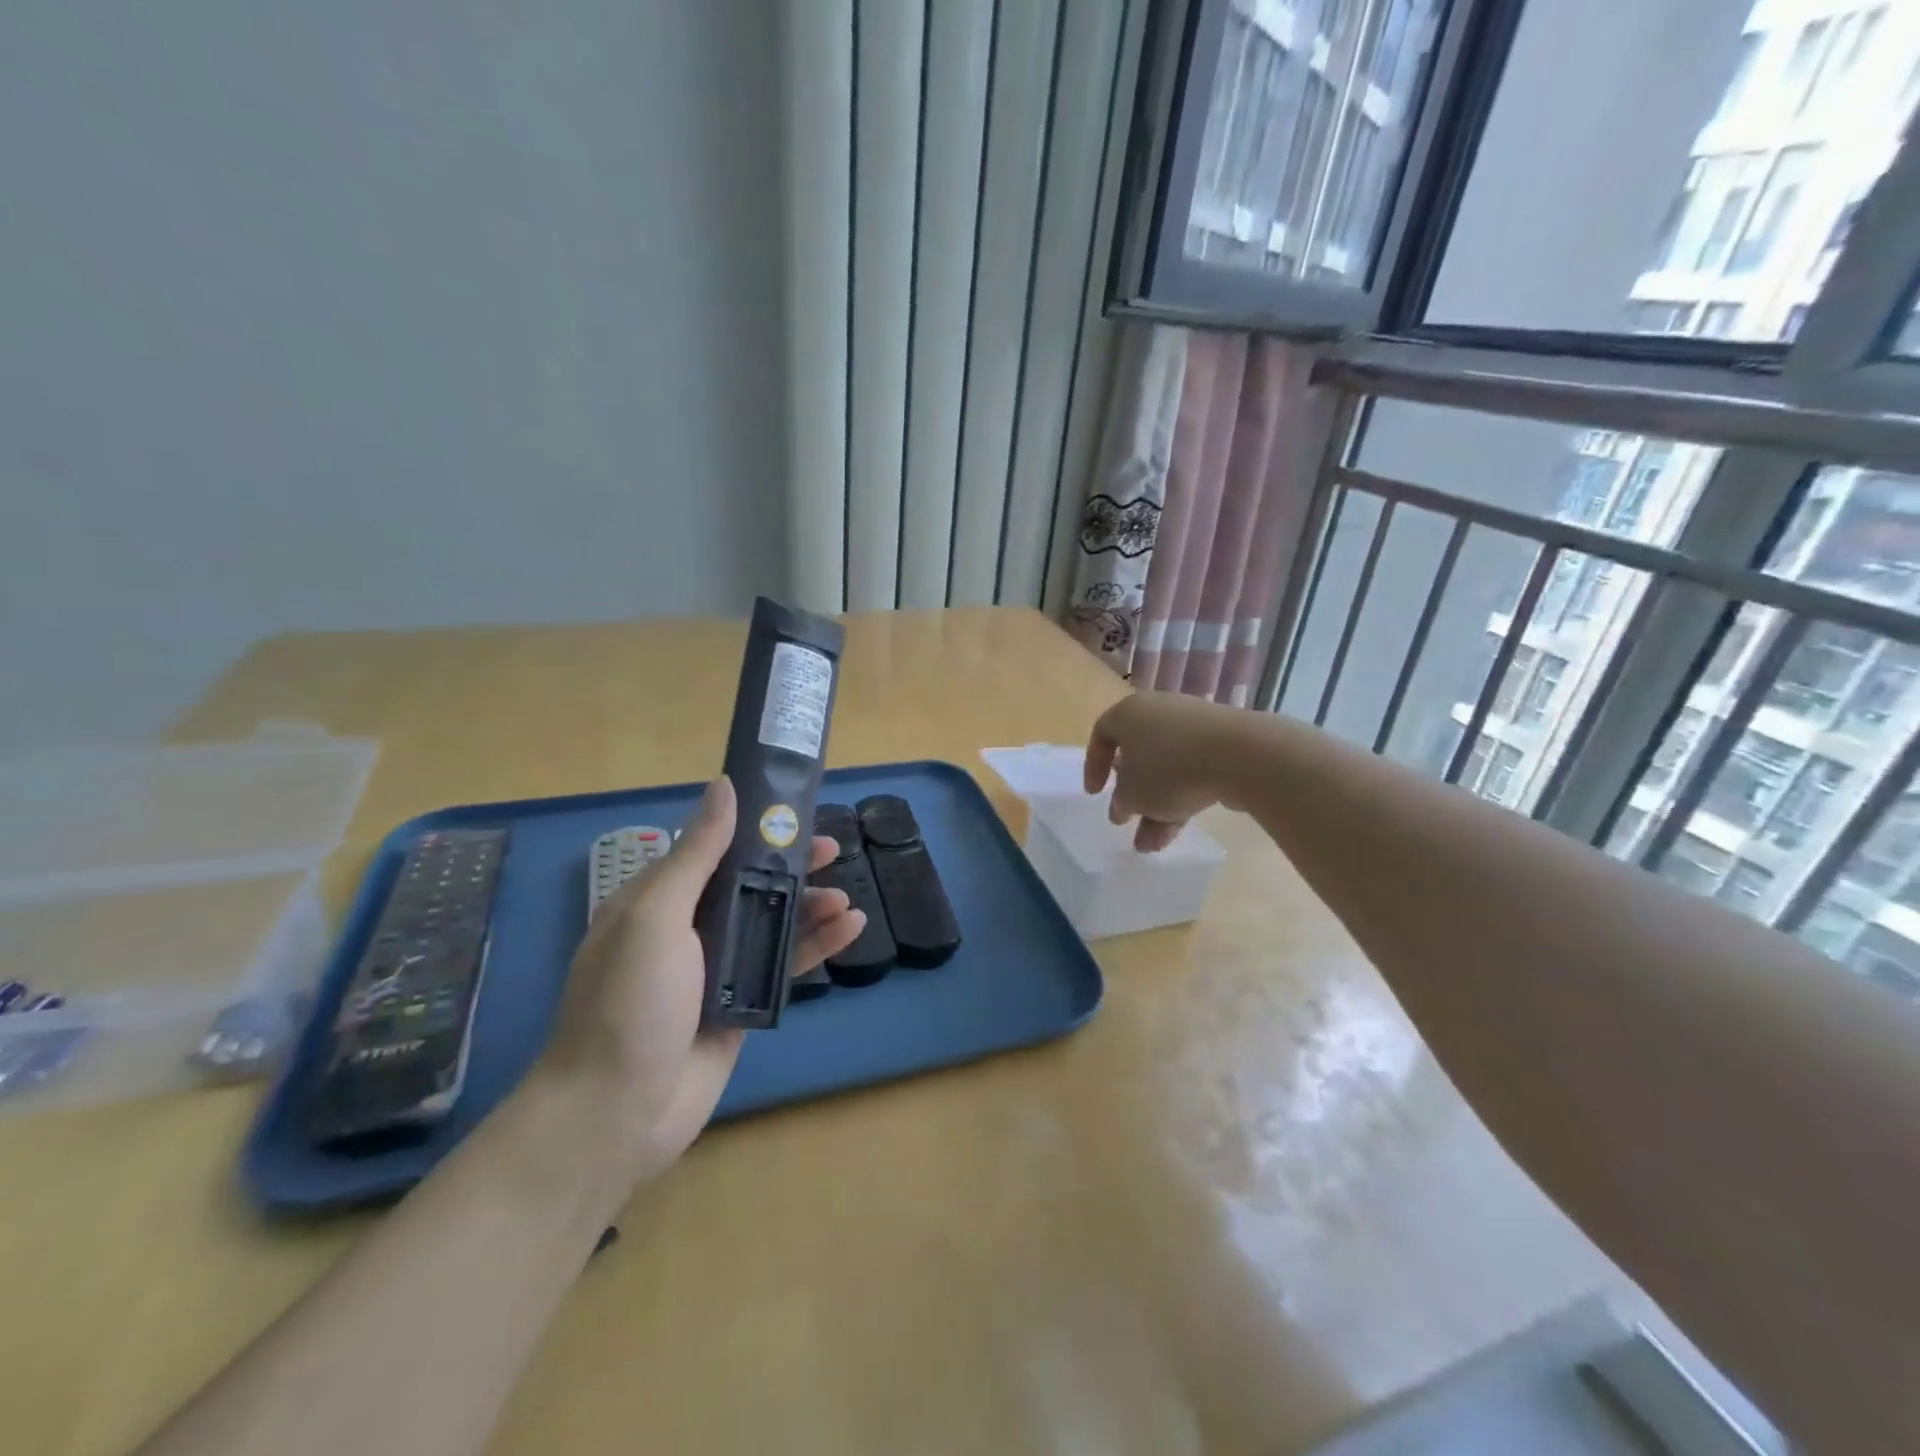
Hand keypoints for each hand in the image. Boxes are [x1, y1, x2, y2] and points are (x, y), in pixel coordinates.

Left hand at [536, 777, 865, 1188]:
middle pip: (749, 884)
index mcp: (659, 900)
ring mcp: (716, 968)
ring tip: (845, 898)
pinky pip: (783, 966)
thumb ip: (696, 853)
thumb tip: (724, 786)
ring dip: (810, 907)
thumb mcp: (657, 915)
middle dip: (789, 866)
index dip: (753, 828)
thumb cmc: (629, 1001)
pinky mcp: (741, 1005)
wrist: (617, 1112)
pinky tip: (849, 930)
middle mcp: (688, 928)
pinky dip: (816, 946)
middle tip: (830, 851)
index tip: (791, 813)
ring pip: (772, 923)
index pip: (714, 849)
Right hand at [1085, 692, 1243, 851]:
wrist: (1240, 756)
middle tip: (1128, 821)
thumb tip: (1122, 806)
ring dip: (1157, 807)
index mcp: (1129, 713)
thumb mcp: (1132, 795)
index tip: (1095, 794)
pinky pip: (1192, 771)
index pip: (1102, 734)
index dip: (1093, 766)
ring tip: (1154, 845)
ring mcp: (1193, 726)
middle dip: (1133, 796)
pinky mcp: (1222, 743)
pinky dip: (1182, 797)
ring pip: (1166, 769)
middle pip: (1137, 755)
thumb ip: (1120, 802)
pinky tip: (1180, 831)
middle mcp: (1159, 712)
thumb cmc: (1169, 769)